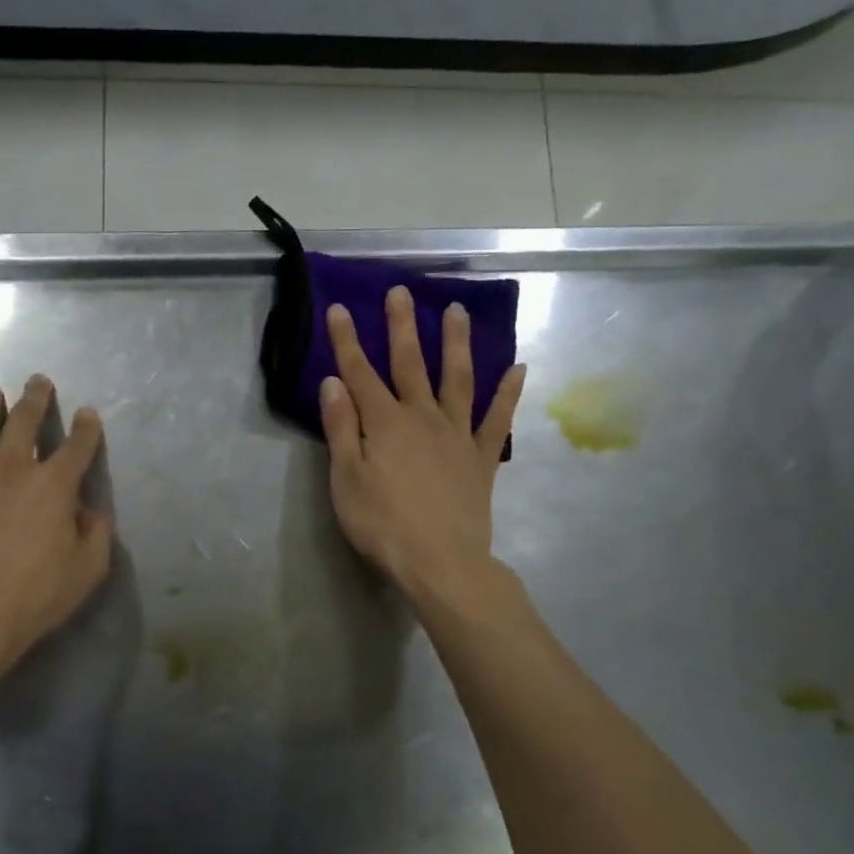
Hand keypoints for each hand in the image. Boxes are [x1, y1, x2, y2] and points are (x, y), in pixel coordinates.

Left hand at [0, 375, 112, 697]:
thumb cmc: (35, 597)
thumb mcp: (88, 570)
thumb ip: (96, 533)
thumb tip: (89, 510)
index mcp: (53, 486)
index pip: (76, 447)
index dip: (86, 429)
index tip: (87, 414)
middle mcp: (11, 471)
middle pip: (24, 424)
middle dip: (34, 399)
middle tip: (37, 380)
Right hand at [319, 287, 524, 610]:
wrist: (441, 562)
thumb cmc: (382, 524)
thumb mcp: (346, 479)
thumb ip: (341, 428)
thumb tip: (334, 382)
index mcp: (384, 423)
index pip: (360, 373)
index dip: (347, 341)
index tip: (339, 308)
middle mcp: (422, 417)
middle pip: (410, 364)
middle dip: (402, 326)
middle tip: (402, 292)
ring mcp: (457, 435)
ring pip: (457, 379)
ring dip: (456, 344)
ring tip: (457, 312)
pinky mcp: (482, 457)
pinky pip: (498, 419)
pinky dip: (508, 393)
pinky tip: (518, 368)